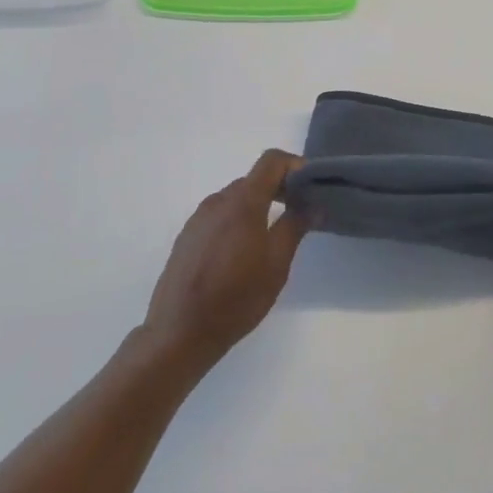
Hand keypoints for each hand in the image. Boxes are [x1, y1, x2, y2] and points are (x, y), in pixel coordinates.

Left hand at [142, 150, 308, 376]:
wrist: (179, 332)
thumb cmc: (236, 298)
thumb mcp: (276, 265)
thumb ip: (295, 227)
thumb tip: (313, 204)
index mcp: (242, 202)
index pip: (271, 161)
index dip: (295, 166)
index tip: (311, 187)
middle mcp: (217, 201)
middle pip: (254, 179)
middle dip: (280, 189)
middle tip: (300, 214)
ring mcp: (198, 218)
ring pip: (236, 198)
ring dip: (258, 206)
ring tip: (273, 237)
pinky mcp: (187, 236)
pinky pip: (219, 216)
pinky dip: (238, 220)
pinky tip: (243, 253)